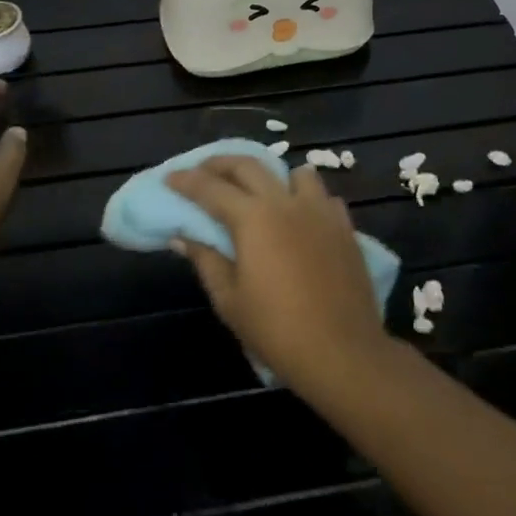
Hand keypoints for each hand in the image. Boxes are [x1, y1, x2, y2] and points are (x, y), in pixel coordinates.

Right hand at [167, 156, 388, 394]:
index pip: (210, 188)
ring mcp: (321, 211)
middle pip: (249, 165)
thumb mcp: (229, 300)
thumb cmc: (277, 330)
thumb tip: (183, 236)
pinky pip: (323, 197)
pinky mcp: (345, 227)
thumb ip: (206, 260)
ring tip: (259, 191)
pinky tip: (300, 217)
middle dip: (221, 163)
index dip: (186, 181)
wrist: (342, 352)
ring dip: (272, 175)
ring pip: (295, 172)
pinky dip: (305, 198)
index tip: (170, 177)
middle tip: (202, 171)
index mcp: (254, 218)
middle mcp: (286, 203)